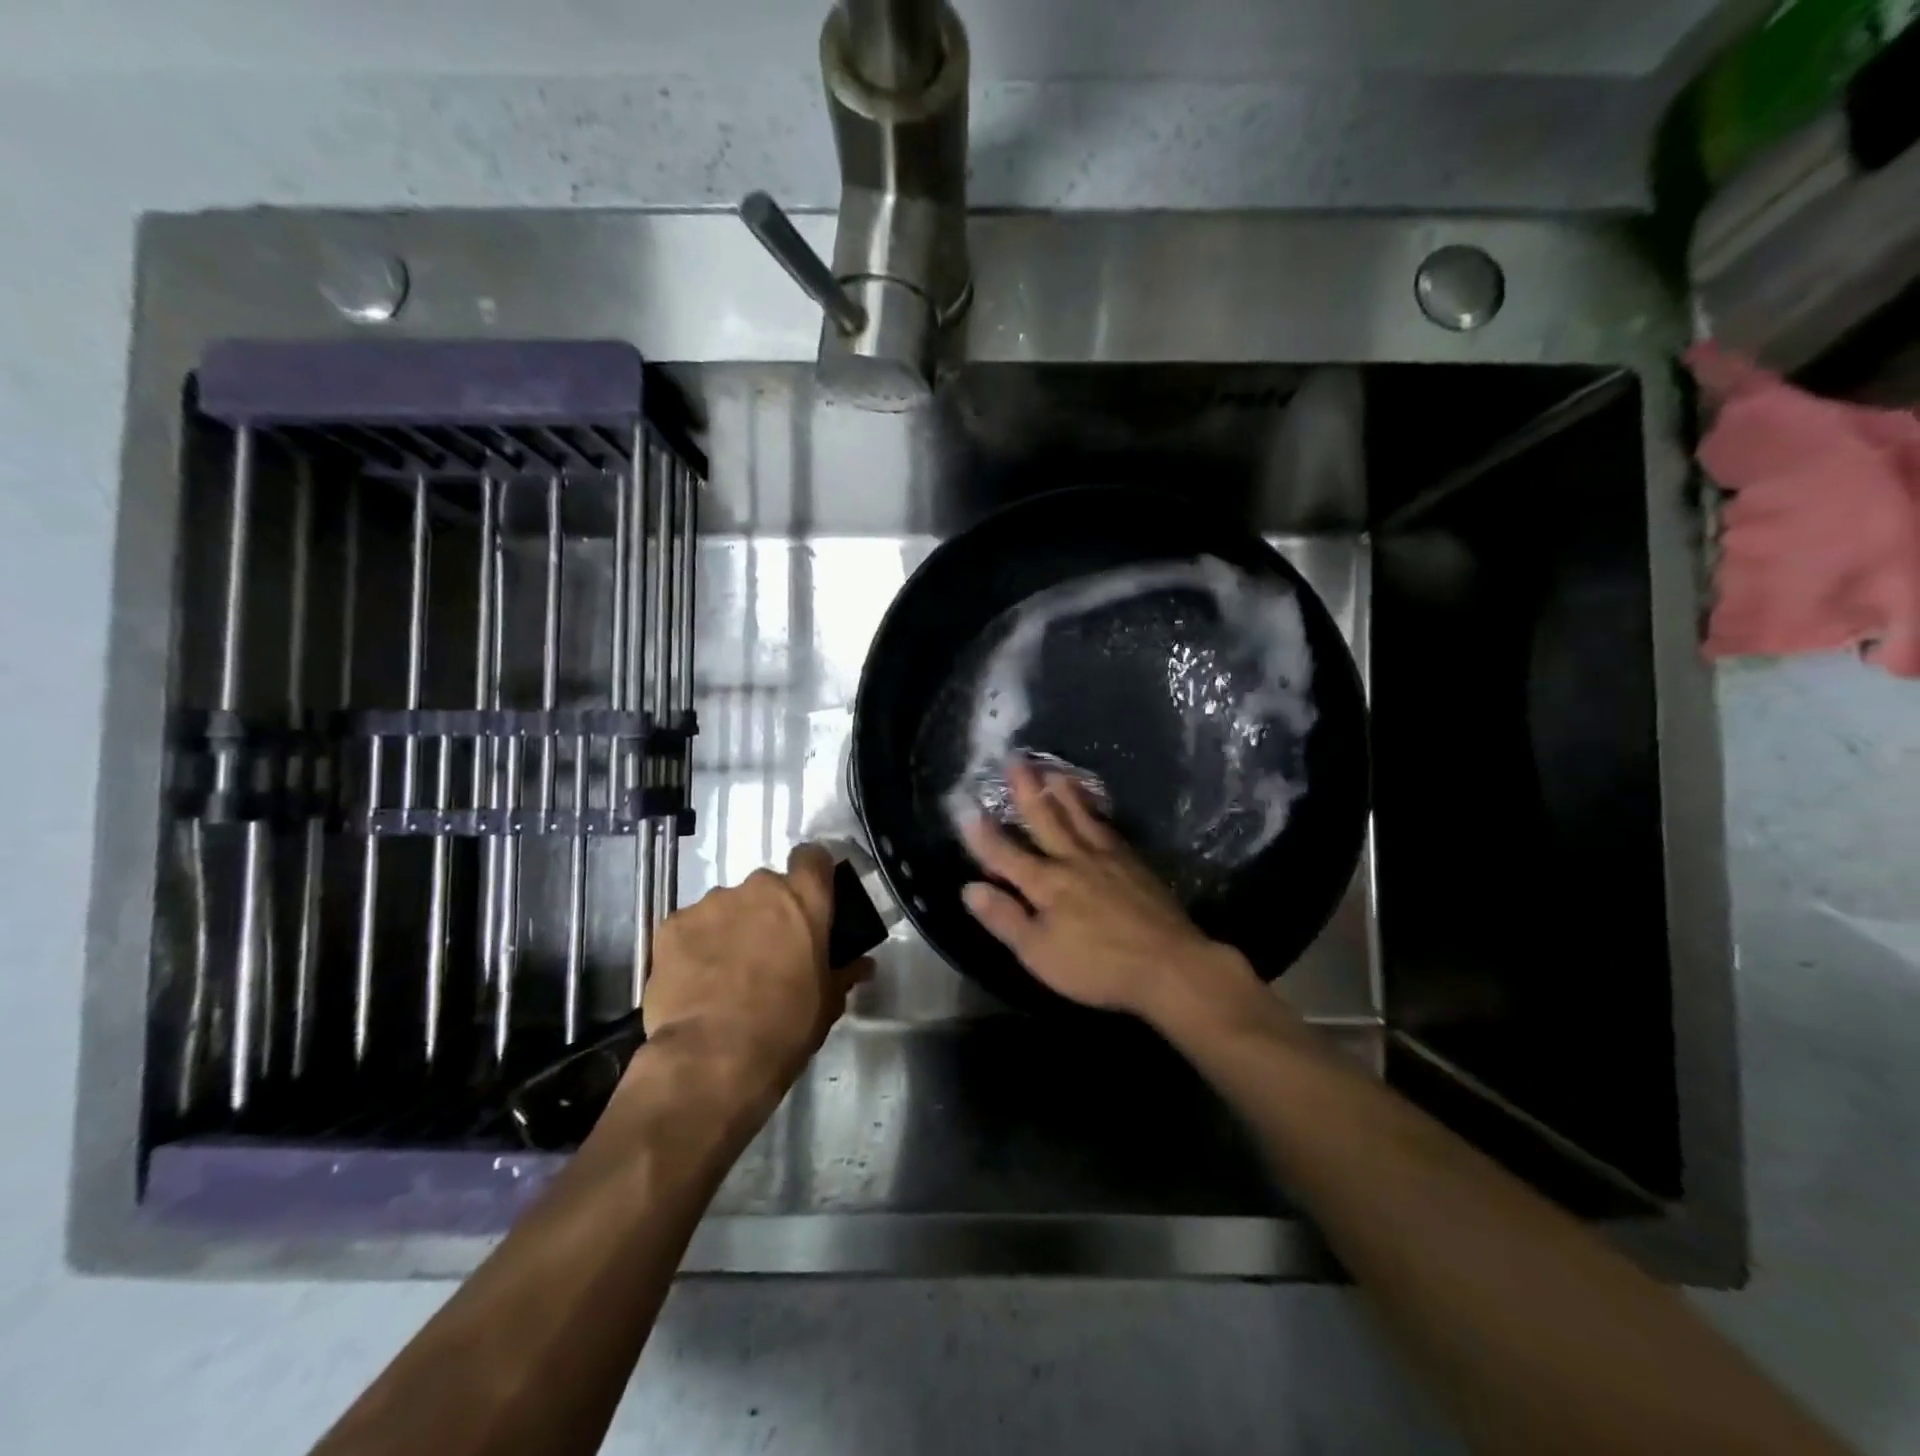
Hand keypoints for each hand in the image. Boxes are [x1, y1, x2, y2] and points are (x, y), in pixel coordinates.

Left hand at [639, 843, 869, 1119]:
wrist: (711, 1059)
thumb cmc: (785, 1027)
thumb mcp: (828, 1003)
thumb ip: (843, 972)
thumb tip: (861, 964)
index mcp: (804, 899)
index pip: (813, 857)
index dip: (812, 874)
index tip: (810, 899)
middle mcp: (758, 888)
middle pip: (767, 887)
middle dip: (768, 912)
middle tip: (768, 951)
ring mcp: (711, 903)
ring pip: (726, 906)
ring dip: (731, 928)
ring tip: (725, 973)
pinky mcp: (671, 925)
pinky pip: (690, 927)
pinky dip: (695, 946)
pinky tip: (694, 981)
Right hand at [960, 759, 1258, 1027]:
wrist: (1167, 964)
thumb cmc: (1096, 966)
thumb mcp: (1039, 953)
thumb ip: (1004, 918)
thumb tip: (969, 888)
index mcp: (1045, 883)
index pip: (1005, 853)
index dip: (983, 834)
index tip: (966, 807)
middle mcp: (1072, 860)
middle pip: (1045, 818)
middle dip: (1026, 789)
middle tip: (1015, 758)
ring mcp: (1106, 857)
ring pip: (1079, 815)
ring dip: (1063, 790)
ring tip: (1052, 769)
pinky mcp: (1133, 863)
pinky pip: (1108, 826)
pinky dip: (1096, 810)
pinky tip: (1095, 806)